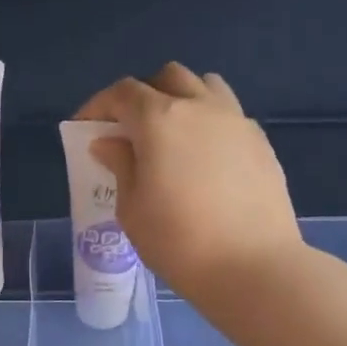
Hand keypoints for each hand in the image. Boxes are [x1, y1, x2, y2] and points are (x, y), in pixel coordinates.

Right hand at [76, 64, 299, 297]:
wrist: (252, 267)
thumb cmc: (177, 240)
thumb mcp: (131, 207)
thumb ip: (120, 165)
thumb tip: (110, 142)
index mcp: (160, 119)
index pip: (122, 93)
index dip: (99, 105)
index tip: (85, 128)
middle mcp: (200, 107)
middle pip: (167, 78)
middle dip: (143, 96)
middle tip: (129, 130)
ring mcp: (237, 121)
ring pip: (205, 86)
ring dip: (182, 99)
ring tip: (172, 135)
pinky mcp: (261, 143)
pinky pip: (229, 115)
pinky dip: (209, 123)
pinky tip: (204, 159)